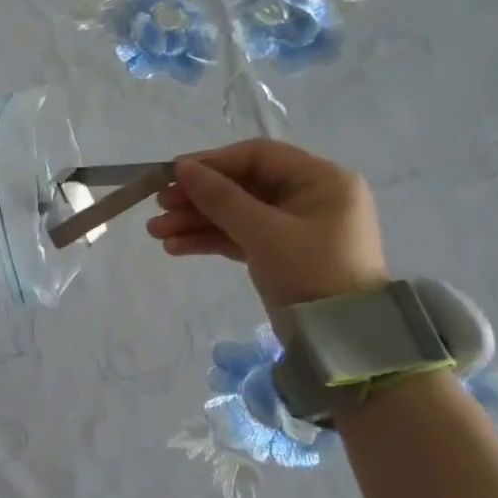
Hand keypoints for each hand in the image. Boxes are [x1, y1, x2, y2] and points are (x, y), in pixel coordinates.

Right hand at [146, 138, 388, 315]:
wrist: (340, 340)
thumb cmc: (311, 273)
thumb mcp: (264, 233)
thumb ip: (221, 198)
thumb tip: (181, 168)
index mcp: (320, 180)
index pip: (258, 157)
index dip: (213, 163)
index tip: (173, 175)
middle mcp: (308, 197)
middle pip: (242, 186)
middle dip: (198, 198)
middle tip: (159, 207)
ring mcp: (292, 227)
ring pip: (236, 213)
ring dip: (196, 221)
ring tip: (157, 233)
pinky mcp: (279, 253)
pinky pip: (239, 236)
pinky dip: (209, 240)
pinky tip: (175, 247)